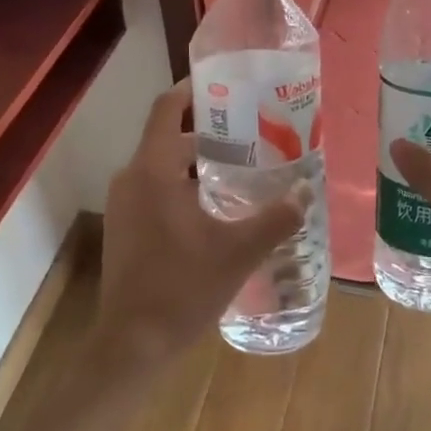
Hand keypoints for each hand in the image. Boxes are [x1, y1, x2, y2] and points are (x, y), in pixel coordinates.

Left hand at [96, 79, 309, 372]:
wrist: (131, 346)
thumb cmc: (181, 289)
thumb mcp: (238, 252)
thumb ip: (276, 218)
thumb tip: (307, 190)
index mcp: (152, 171)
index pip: (166, 109)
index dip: (191, 90)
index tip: (224, 84)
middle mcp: (131, 179)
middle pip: (168, 137)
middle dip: (207, 131)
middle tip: (250, 131)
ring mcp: (123, 205)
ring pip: (161, 165)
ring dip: (196, 161)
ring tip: (241, 166)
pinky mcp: (124, 227)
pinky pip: (153, 188)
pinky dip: (182, 184)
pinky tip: (216, 206)